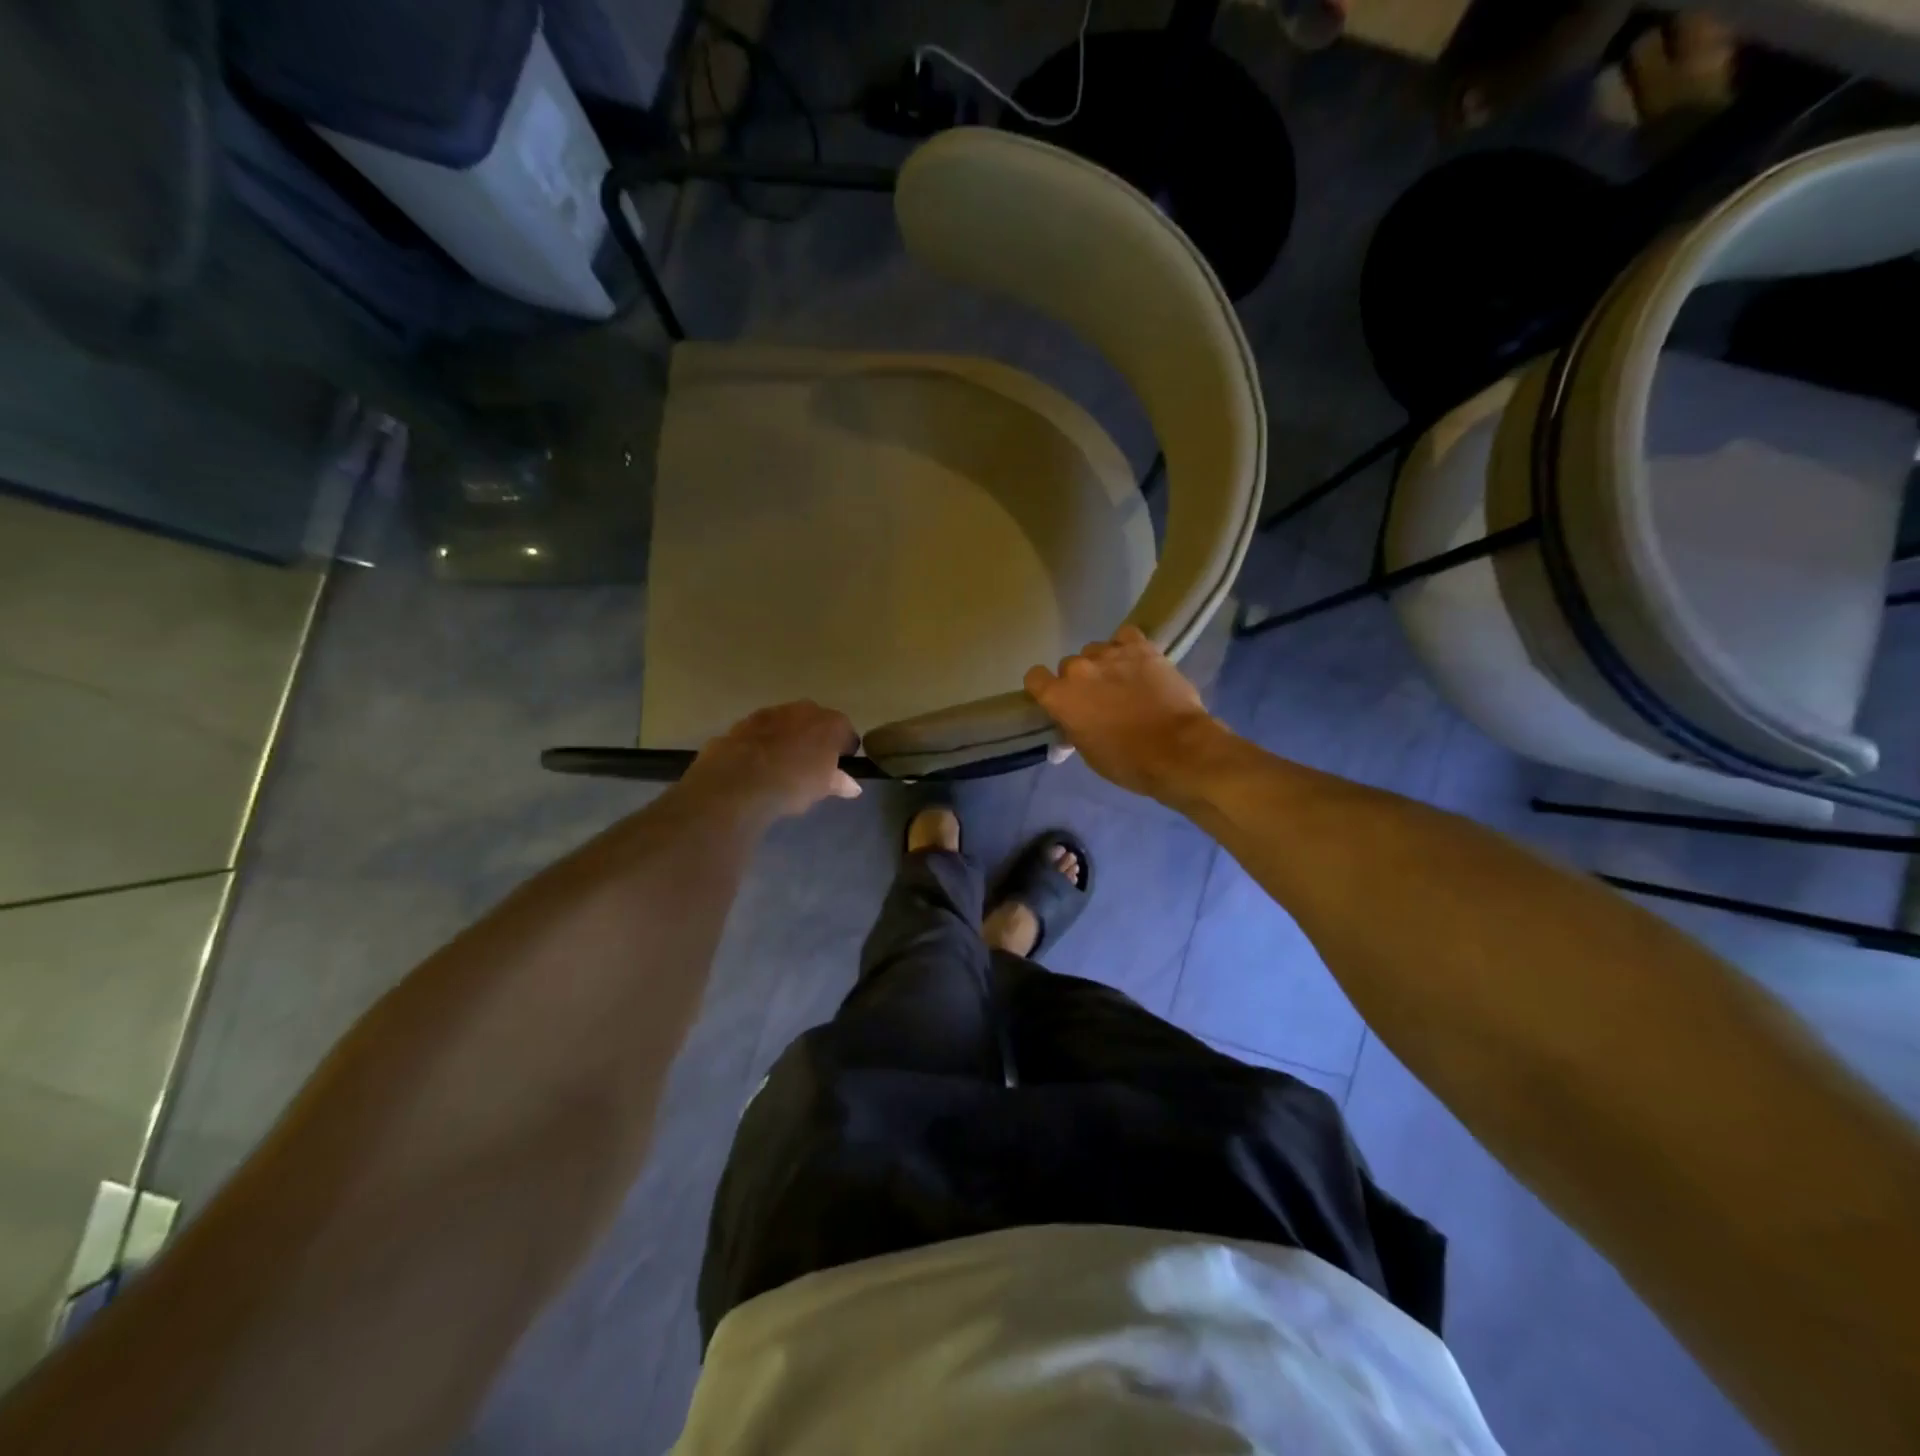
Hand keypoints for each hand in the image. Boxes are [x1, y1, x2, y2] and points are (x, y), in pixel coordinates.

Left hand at [681, 702, 861, 822]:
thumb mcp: (823, 788)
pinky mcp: (747, 720)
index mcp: (832, 723)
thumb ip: (840, 782)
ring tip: (782, 762)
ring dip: (789, 736)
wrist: (743, 779)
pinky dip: (764, 740)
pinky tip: (759, 761)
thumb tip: (854, 787)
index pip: (847, 733)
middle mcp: (806, 709)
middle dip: (816, 738)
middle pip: (817, 721)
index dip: (844, 750)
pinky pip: (763, 729)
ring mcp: (774, 711)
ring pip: (788, 722)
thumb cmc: (795, 783)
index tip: (839, 765)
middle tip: (811, 763)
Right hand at [1024, 627, 1224, 799]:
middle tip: (1099, 699)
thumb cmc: (1127, 761)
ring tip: (1123, 681)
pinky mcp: (1141, 647)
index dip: (1044, 688)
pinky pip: (1124, 635)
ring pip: (1096, 650)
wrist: (1177, 750)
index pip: (1034, 677)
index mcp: (1059, 696)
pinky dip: (1127, 646)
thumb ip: (1072, 728)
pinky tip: (1136, 661)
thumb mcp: (1088, 752)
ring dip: (1104, 664)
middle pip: (1069, 665)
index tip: (1058, 700)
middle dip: (1080, 680)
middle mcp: (1079, 669)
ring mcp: (1110, 653)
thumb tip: (1069, 726)